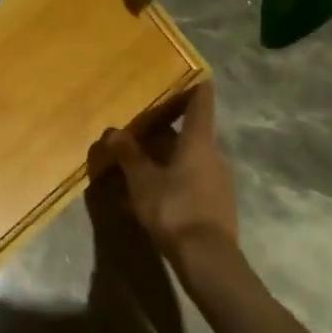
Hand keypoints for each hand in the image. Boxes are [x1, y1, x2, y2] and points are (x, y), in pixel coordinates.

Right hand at [103, 82, 238, 267]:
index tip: (187, 69)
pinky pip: (190, 179)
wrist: (209, 263)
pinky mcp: (216, 205)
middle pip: (190, 131)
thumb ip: (128, 154)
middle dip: (165, 126)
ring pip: (189, 157)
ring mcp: (218, 181)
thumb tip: (114, 132)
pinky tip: (149, 191)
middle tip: (139, 121)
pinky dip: (171, 177)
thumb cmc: (175, 208)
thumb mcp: (142, 179)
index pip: (201, 100)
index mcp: (199, 140)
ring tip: (137, 158)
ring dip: (166, 155)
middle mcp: (213, 154)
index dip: (194, 83)